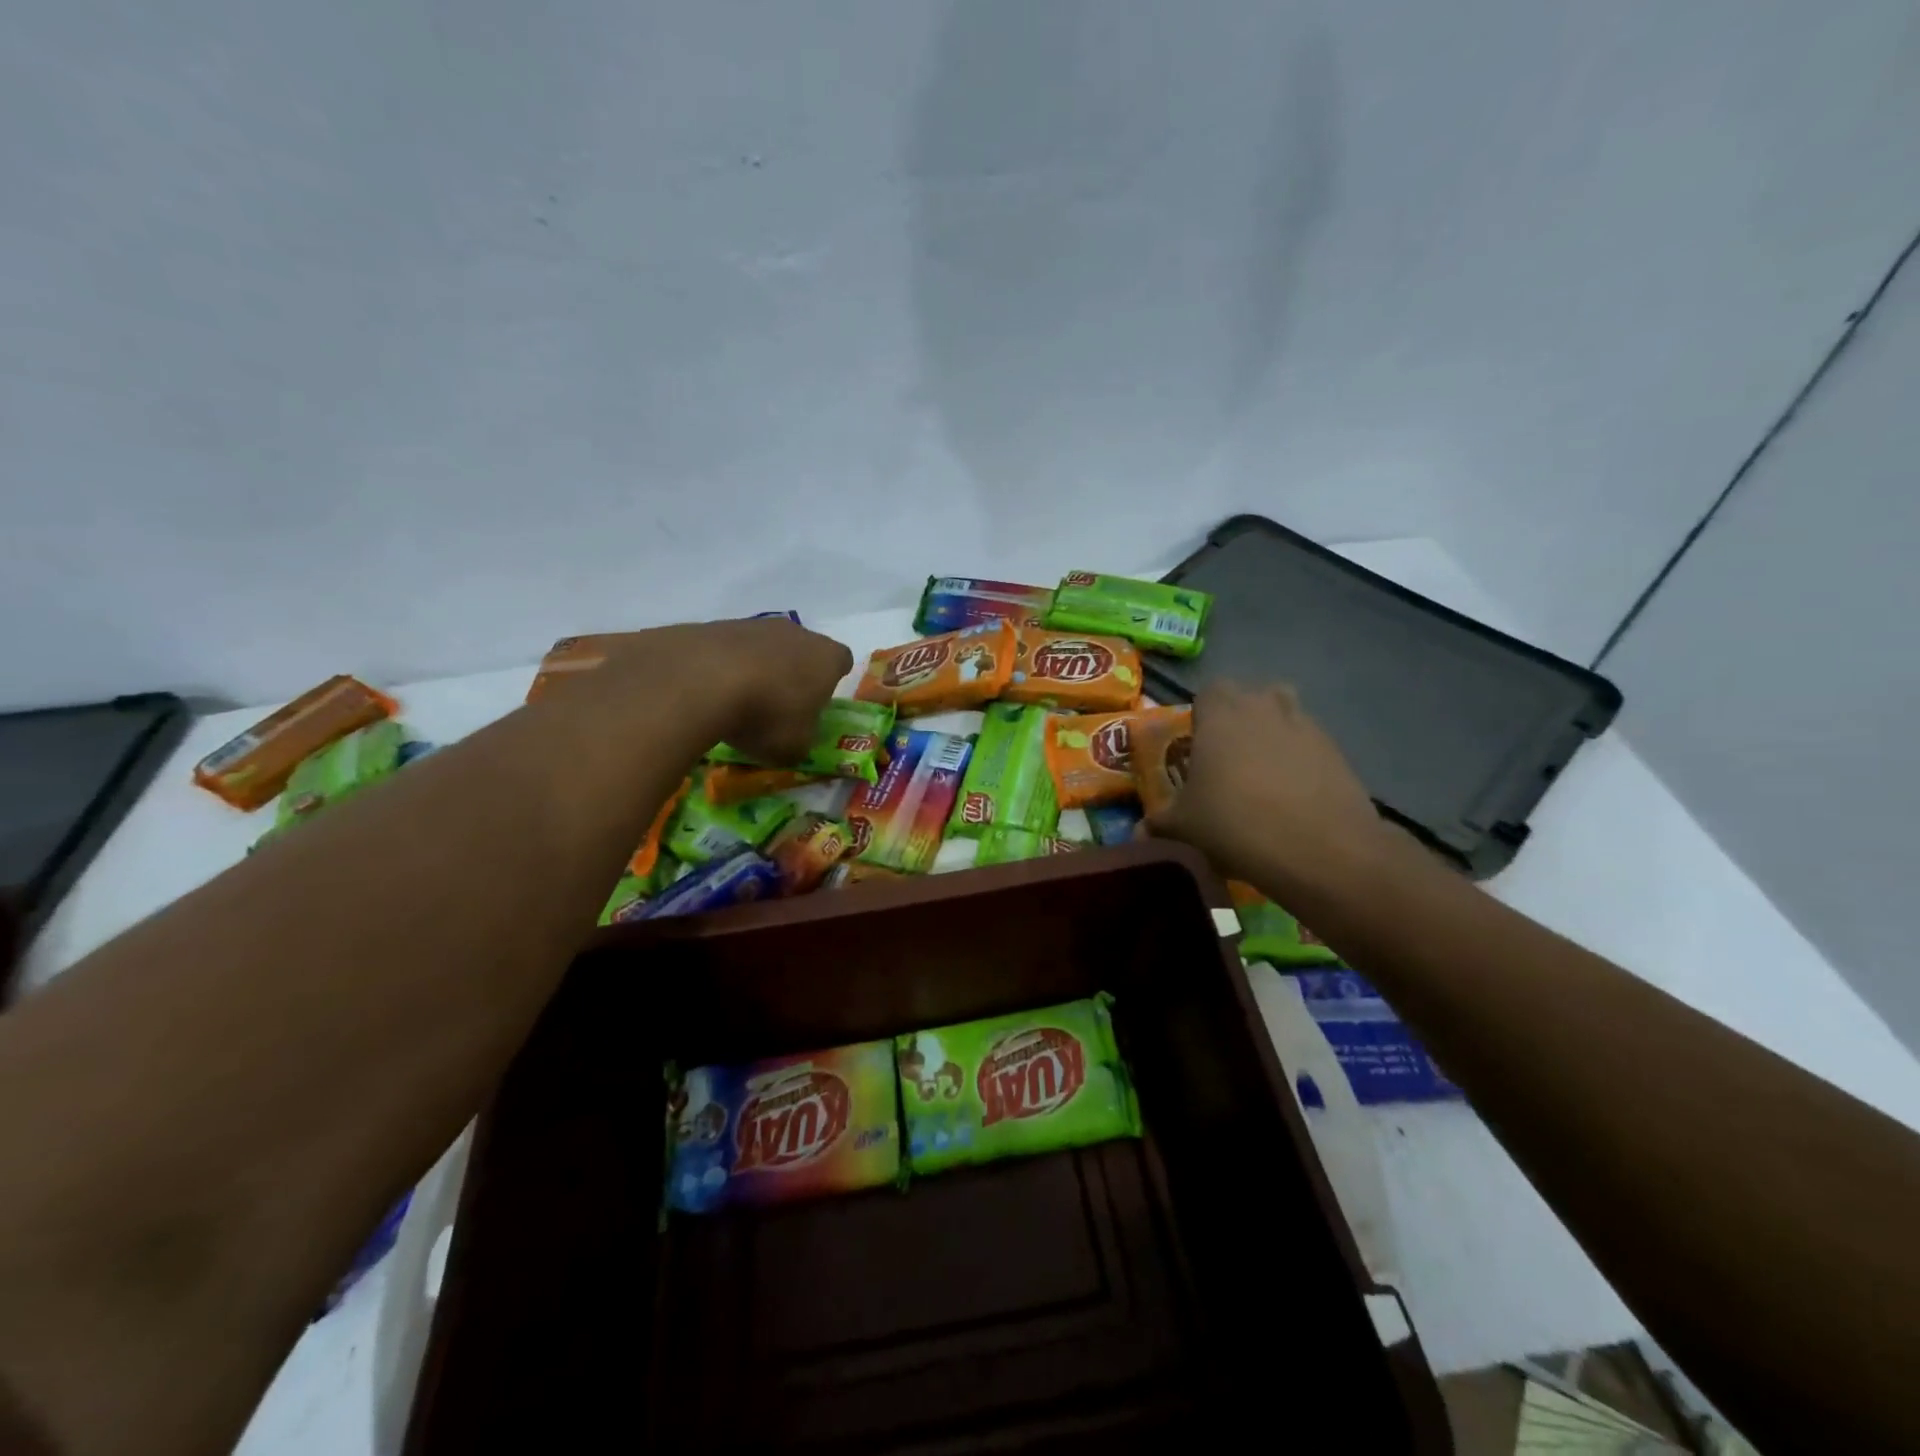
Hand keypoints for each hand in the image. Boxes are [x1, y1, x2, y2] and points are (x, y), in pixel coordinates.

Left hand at [693, 617, 853, 763]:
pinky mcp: (718, 625)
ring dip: (759, 669)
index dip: (832, 682)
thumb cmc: (767, 715)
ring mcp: (756, 624)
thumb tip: (796, 740)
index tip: (818, 703)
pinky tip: (712, 692)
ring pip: (766, 647)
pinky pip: (731, 650)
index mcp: (827, 658)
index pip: (841, 661)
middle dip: (794, 674)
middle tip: (780, 706)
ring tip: (740, 701)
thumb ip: (802, 741)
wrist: (701, 680)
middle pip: (803, 651)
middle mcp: (797, 633)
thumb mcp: (794, 748)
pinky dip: (726, 667)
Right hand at [1146, 681, 1389, 895]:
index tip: (1198, 745)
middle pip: (1250, 696)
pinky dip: (1300, 761)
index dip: (1202, 715)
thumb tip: (1140, 830)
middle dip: (1239, 719)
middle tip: (1228, 759)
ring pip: (1285, 715)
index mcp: (1220, 715)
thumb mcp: (1183, 827)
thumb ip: (1159, 822)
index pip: (1209, 691)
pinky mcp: (1337, 751)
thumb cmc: (1235, 823)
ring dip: (1273, 734)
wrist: (1320, 849)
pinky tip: (1293, 797)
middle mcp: (1263, 707)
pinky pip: (1310, 745)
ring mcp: (1306, 726)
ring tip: (1263, 775)